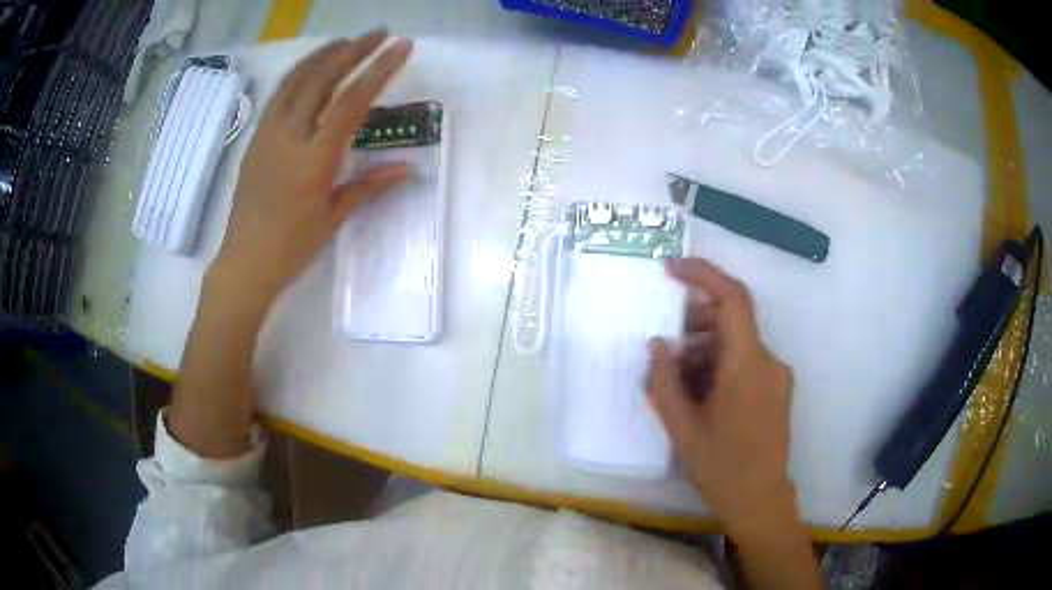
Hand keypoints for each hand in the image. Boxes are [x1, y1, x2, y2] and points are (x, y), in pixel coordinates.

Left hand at [211, 31, 413, 300]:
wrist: (245, 261)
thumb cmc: (291, 246)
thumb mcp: (334, 217)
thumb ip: (369, 186)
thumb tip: (407, 169)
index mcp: (313, 158)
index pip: (351, 101)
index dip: (379, 70)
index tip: (401, 47)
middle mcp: (289, 136)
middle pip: (322, 79)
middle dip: (354, 50)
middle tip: (379, 33)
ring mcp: (268, 134)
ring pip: (296, 80)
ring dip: (323, 55)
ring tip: (347, 41)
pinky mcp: (256, 138)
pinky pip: (278, 95)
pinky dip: (298, 73)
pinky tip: (311, 68)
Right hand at [647, 258, 796, 539]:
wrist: (760, 499)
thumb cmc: (721, 467)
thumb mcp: (682, 427)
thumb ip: (665, 380)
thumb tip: (657, 343)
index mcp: (748, 366)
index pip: (732, 299)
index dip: (703, 275)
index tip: (671, 269)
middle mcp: (769, 361)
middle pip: (732, 320)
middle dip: (694, 324)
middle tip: (665, 350)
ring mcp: (777, 375)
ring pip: (737, 343)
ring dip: (706, 350)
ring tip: (680, 383)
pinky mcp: (778, 387)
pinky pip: (747, 361)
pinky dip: (721, 365)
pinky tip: (702, 395)